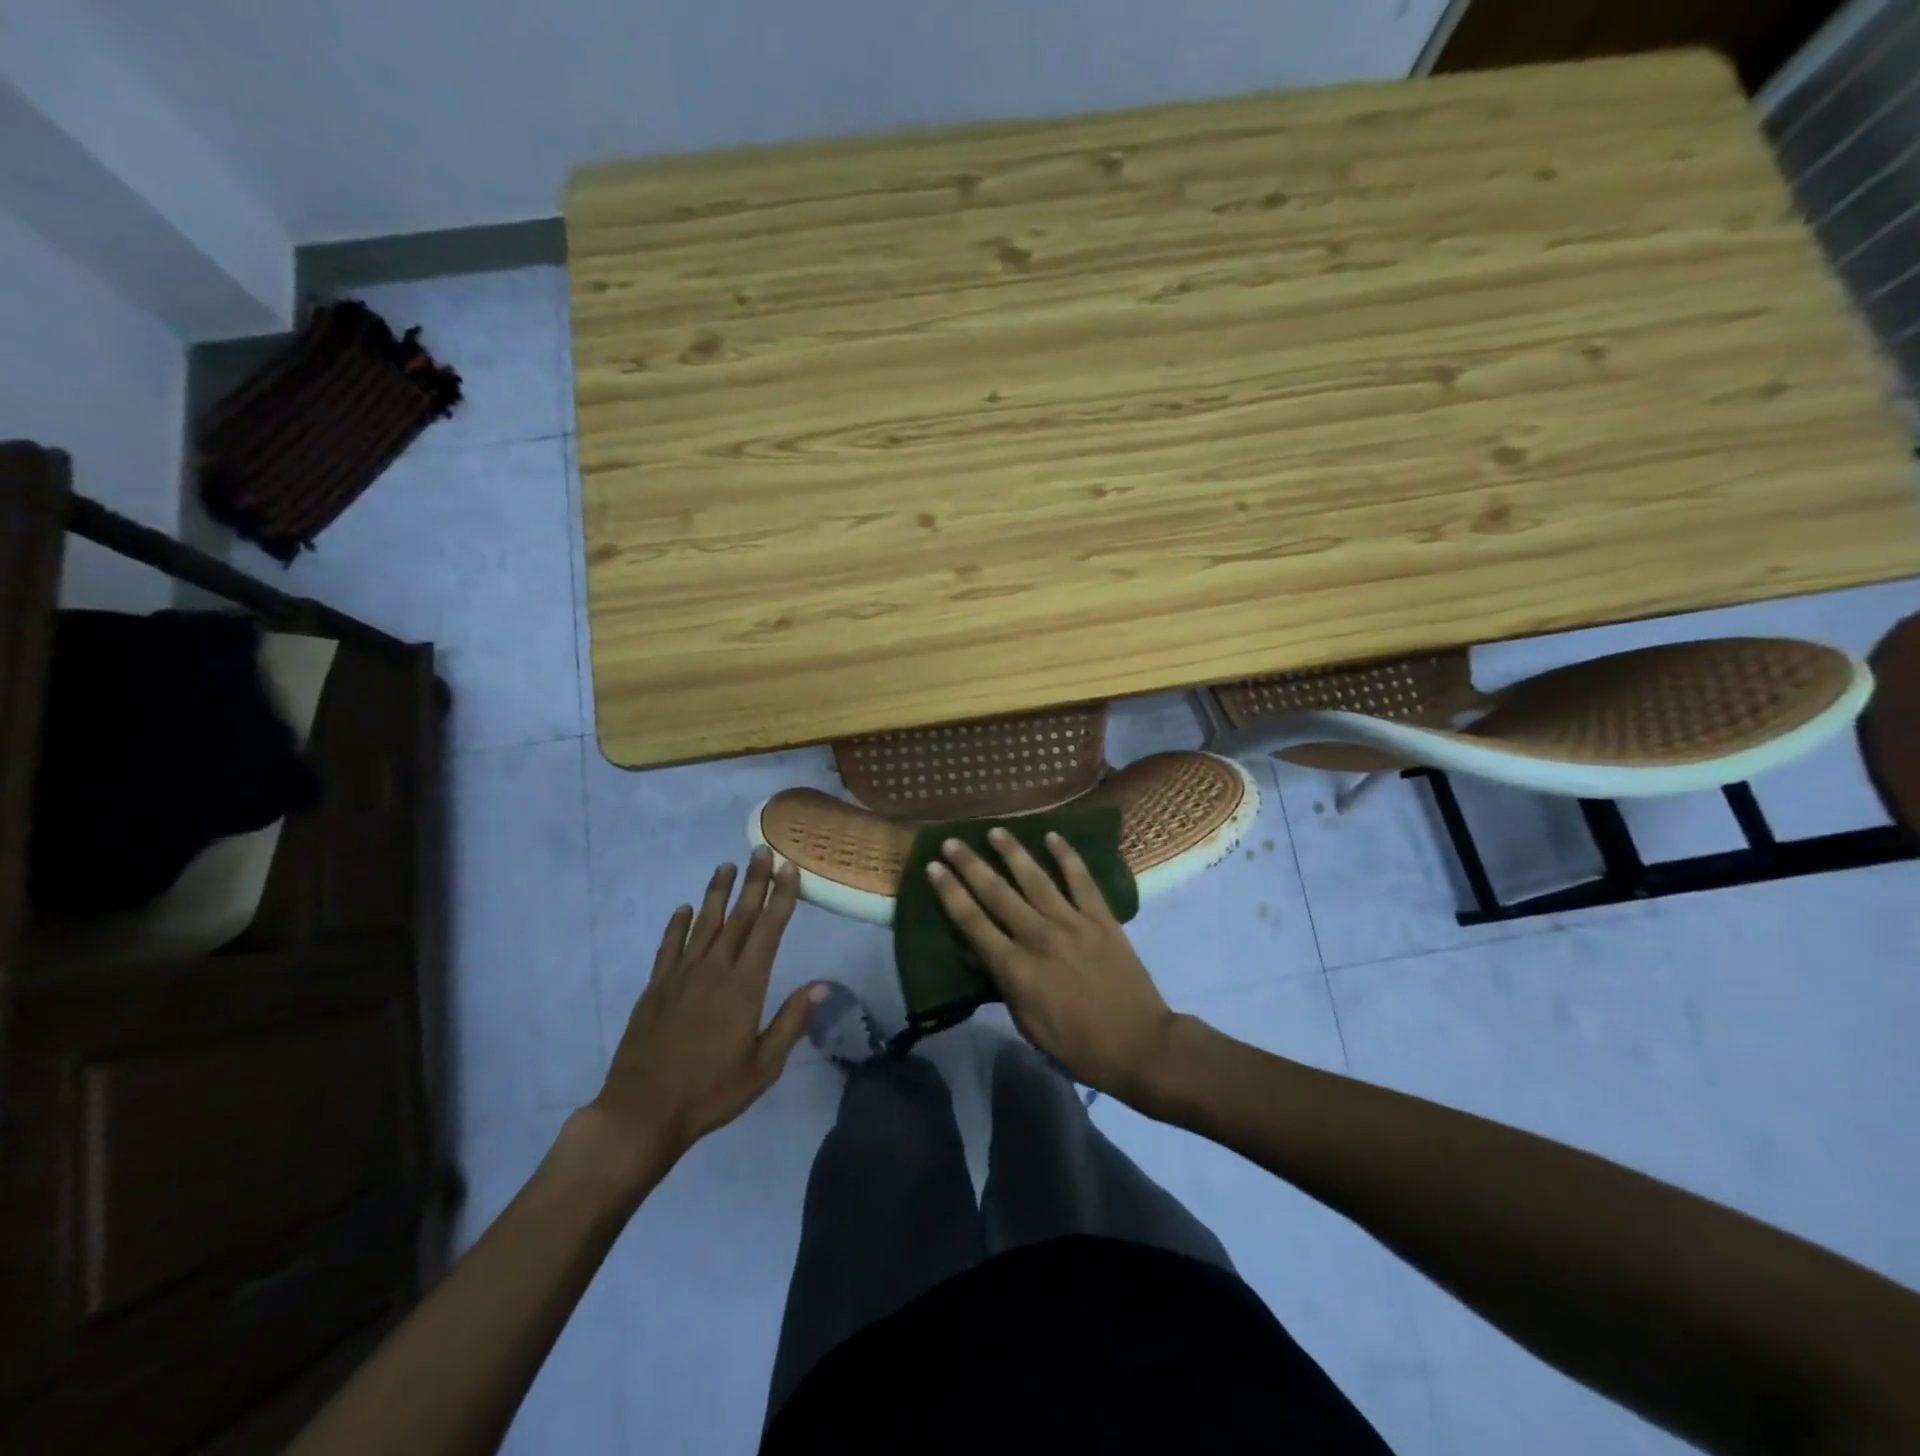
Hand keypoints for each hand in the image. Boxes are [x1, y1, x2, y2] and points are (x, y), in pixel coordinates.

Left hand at [587, 849, 817, 1185]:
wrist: (642, 1112)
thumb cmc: (711, 1092)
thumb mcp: (763, 1066)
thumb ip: (792, 1021)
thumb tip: (822, 985)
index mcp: (745, 986)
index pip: (768, 930)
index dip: (781, 897)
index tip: (789, 868)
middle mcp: (714, 969)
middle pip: (739, 916)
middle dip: (754, 882)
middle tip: (762, 850)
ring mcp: (681, 975)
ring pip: (704, 923)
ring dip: (718, 892)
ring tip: (727, 865)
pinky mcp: (656, 987)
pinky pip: (669, 946)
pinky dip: (678, 925)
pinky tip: (684, 909)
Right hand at [927, 828, 1177, 1101]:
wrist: (1138, 1045)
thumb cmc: (1076, 1045)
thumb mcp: (1026, 1023)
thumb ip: (1005, 983)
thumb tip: (984, 954)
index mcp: (1015, 968)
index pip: (972, 922)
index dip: (950, 893)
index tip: (933, 868)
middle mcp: (1038, 936)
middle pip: (997, 893)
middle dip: (970, 865)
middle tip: (951, 842)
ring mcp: (1072, 923)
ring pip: (1035, 878)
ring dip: (1012, 852)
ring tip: (994, 831)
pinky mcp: (1101, 918)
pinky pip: (1081, 880)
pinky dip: (1067, 856)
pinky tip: (1053, 837)